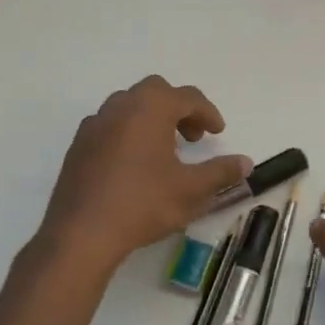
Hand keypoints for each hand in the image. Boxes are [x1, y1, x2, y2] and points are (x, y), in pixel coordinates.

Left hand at [39, 77, 251, 271]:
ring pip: (129, 106)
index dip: (208, 113)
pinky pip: (110, 125)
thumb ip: (221, 172)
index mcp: (150, 109)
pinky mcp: (78, 146)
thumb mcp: (191, 190)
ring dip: (152, 118)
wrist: (82, 233)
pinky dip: (129, 132)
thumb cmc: (143, 204)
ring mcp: (94, 125)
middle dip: (179, 109)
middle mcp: (120, 107)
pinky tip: (134, 164)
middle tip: (192, 137)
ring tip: (165, 150)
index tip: (218, 133)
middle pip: (156, 92)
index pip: (187, 97)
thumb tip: (245, 163)